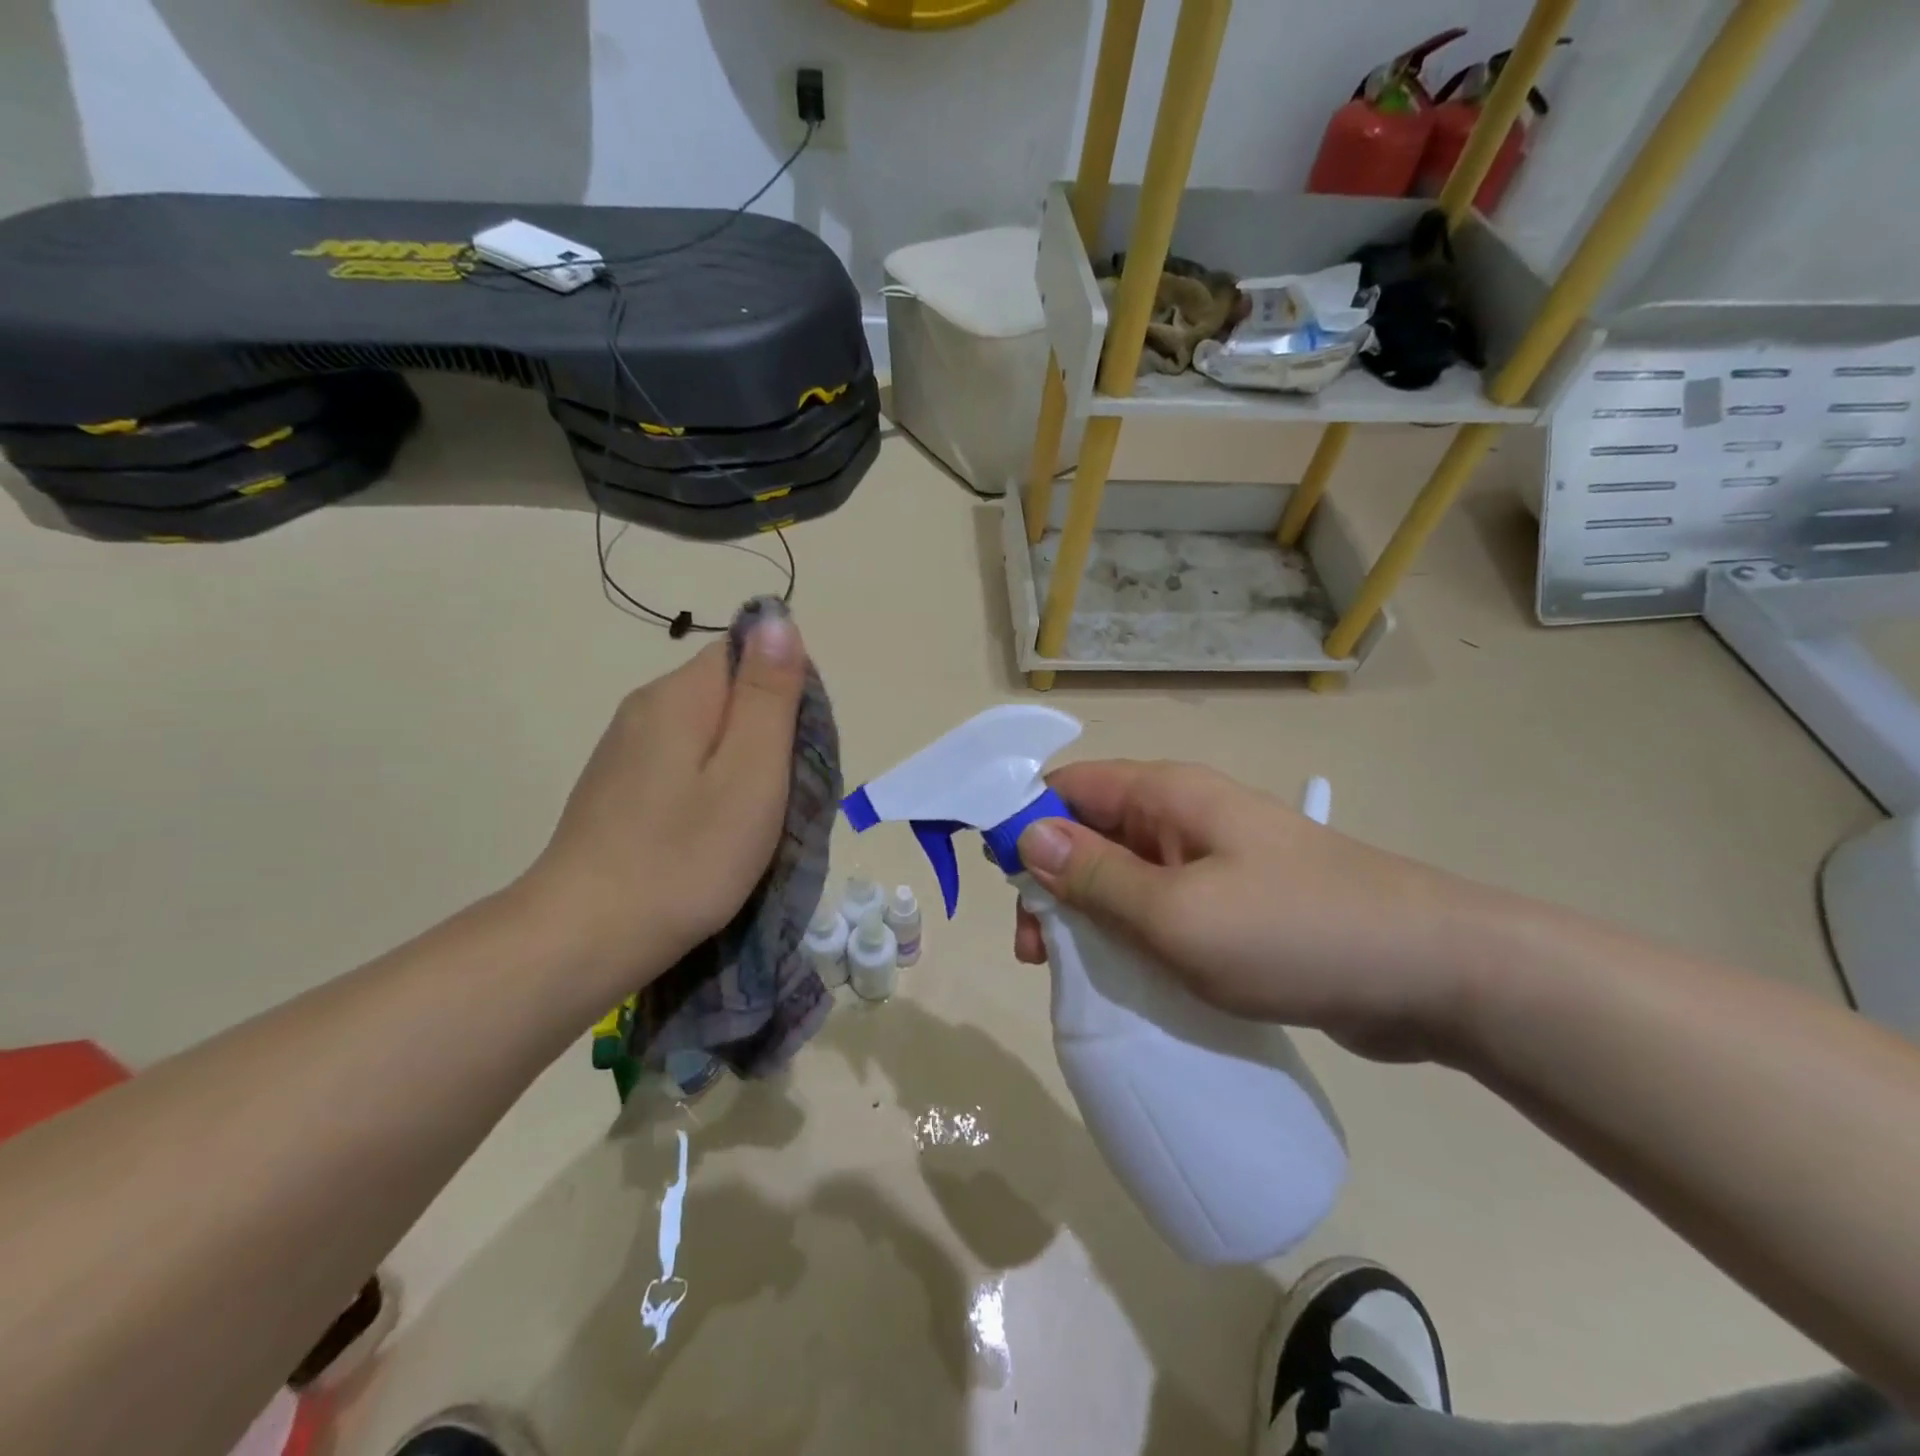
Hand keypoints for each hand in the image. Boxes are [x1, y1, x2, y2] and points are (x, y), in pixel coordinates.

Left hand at [522, 613, 807, 1001]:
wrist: (585, 937)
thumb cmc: (686, 856)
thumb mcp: (751, 773)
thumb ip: (768, 694)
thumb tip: (776, 617)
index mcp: (680, 695)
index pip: (746, 652)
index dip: (784, 693)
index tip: (796, 751)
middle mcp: (645, 707)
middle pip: (727, 692)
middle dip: (765, 733)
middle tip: (779, 795)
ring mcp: (624, 749)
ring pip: (705, 731)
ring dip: (738, 763)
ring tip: (747, 820)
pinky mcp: (616, 786)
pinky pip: (680, 763)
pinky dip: (707, 786)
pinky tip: (707, 831)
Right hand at [1012, 760, 1499, 1063]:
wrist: (1433, 973)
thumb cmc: (1294, 932)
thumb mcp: (1177, 914)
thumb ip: (1097, 876)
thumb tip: (1026, 836)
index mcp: (1167, 794)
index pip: (1067, 787)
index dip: (1024, 825)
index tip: (1001, 886)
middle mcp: (1184, 815)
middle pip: (1089, 832)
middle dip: (1052, 883)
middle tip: (1036, 951)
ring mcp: (1212, 860)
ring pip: (1123, 876)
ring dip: (1089, 916)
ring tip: (1075, 973)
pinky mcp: (1234, 903)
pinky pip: (1161, 909)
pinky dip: (1132, 936)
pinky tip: (1126, 978)